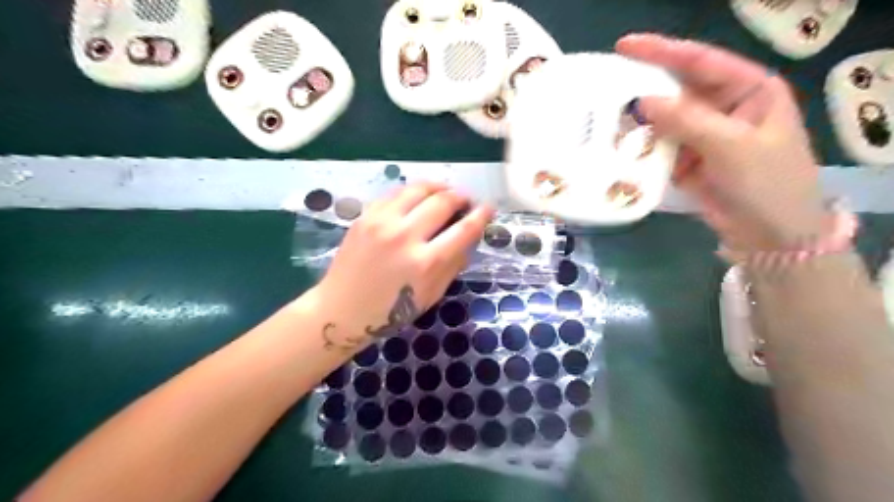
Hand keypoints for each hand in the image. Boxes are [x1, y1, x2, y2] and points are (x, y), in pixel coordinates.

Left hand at [312, 182, 494, 350]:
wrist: (342, 309)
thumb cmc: (390, 311)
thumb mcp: (431, 295)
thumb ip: (453, 265)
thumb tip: (469, 239)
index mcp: (426, 263)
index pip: (464, 229)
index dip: (481, 216)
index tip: (488, 209)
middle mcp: (405, 237)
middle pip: (443, 201)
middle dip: (461, 196)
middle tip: (466, 200)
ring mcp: (382, 223)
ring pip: (419, 188)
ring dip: (439, 186)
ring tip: (445, 191)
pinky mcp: (365, 216)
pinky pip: (395, 193)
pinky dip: (413, 191)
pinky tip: (418, 196)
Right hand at [619, 32, 826, 250]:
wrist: (769, 235)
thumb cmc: (767, 184)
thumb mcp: (733, 147)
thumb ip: (688, 121)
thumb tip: (642, 101)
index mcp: (748, 91)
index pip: (701, 62)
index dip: (663, 51)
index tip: (624, 46)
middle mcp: (722, 108)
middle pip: (678, 89)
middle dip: (644, 87)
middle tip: (606, 84)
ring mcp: (701, 135)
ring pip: (664, 120)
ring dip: (638, 121)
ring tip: (604, 117)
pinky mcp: (686, 160)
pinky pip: (658, 147)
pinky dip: (640, 148)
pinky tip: (618, 146)